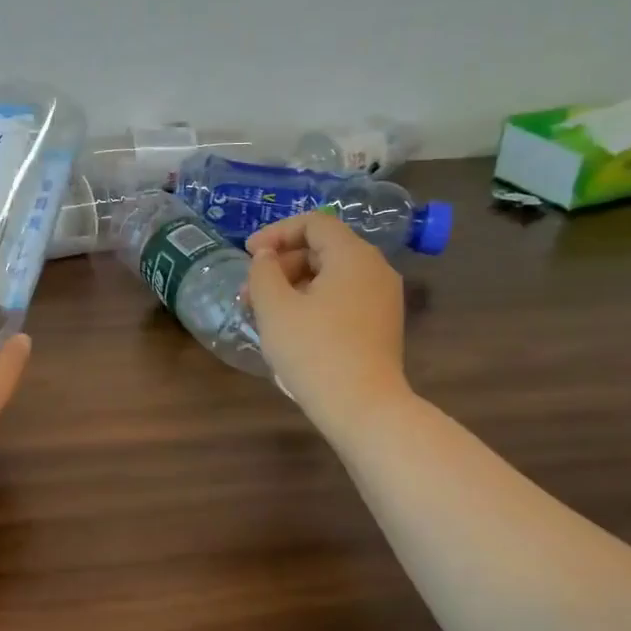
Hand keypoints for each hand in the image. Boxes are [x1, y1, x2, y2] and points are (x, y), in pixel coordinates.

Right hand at [246, 210, 410, 433]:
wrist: (362, 407)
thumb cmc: (314, 350)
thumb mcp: (275, 307)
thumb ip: (263, 271)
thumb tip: (266, 257)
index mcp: (353, 256)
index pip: (314, 223)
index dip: (276, 232)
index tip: (248, 254)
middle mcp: (375, 270)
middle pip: (322, 249)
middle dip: (280, 265)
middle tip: (248, 292)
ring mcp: (382, 299)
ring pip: (330, 276)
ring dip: (292, 286)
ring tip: (262, 313)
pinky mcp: (380, 325)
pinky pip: (341, 299)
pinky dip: (312, 302)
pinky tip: (289, 328)